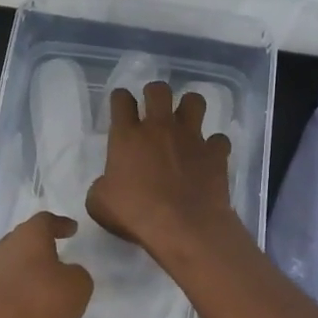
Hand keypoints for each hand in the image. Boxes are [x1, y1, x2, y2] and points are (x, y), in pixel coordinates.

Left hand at [0, 211, 93, 317]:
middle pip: (25, 238)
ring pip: (13, 261)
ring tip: (44, 283)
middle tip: (58, 253)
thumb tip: (70, 272)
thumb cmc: (36, 302)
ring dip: (28, 269)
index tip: (72, 229)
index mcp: (29, 235)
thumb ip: (79, 275)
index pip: (46, 220)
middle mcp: (5, 245)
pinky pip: (4, 284)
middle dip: (41, 245)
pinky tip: (27, 304)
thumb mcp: (77, 288)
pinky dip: (17, 289)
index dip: (61, 224)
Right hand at [86, 82, 238, 257]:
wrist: (182, 227)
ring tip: (185, 122)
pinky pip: (219, 139)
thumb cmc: (134, 214)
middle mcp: (159, 127)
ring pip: (194, 101)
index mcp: (127, 136)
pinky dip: (214, 146)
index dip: (120, 99)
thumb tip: (107, 184)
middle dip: (154, 94)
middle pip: (158, 90)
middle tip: (153, 109)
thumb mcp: (99, 203)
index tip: (121, 106)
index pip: (121, 100)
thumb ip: (101, 186)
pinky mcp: (215, 153)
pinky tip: (209, 157)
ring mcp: (191, 137)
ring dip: (189, 107)